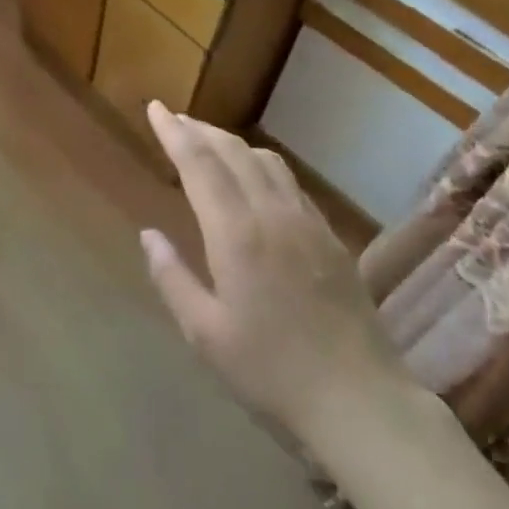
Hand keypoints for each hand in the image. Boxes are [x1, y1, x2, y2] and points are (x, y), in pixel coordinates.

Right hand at [140, 103, 411, 443]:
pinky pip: (290, 183)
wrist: (360, 400)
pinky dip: (262, 165)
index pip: (199, 164)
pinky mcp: (330, 238)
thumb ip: (172, 277)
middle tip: (174, 119)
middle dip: (200, 130)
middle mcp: (272, 214)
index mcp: (236, 234)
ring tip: (208, 142)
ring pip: (266, 161)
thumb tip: (148, 235)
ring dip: (232, 143)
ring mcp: (307, 223)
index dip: (174, 132)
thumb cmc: (271, 372)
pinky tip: (255, 179)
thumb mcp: (204, 334)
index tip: (155, 108)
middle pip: (233, 152)